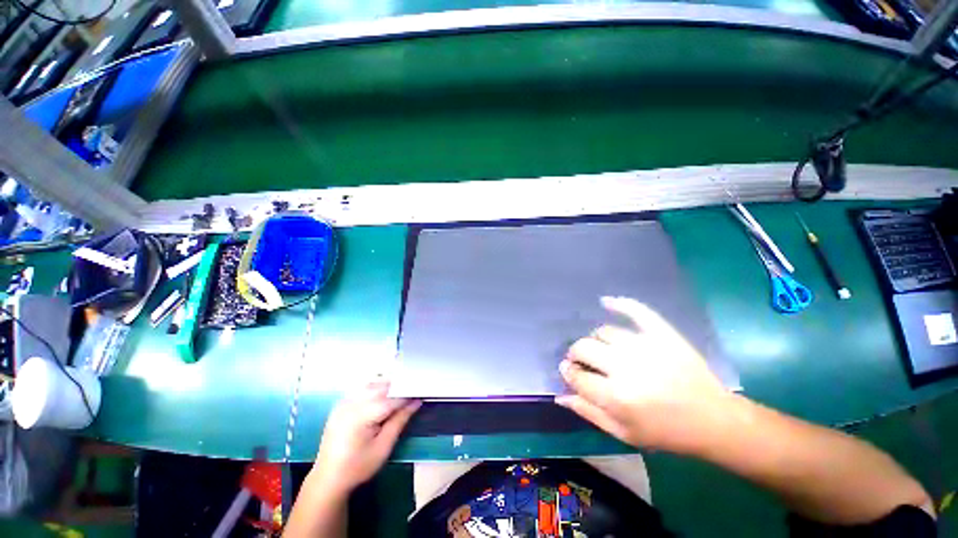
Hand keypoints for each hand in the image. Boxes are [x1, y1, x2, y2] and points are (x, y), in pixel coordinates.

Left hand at [311, 381, 420, 495]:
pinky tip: (383, 394)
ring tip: (400, 393)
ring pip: (372, 384)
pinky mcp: (341, 404)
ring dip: (388, 385)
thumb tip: (416, 401)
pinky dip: (375, 388)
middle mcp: (351, 403)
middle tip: (413, 393)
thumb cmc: (358, 466)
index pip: (391, 398)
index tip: (421, 394)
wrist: (328, 478)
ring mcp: (344, 402)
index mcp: (361, 415)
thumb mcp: (383, 447)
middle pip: (382, 387)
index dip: (408, 395)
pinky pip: (362, 389)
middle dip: (399, 387)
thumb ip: (400, 420)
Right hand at [556, 296, 732, 454]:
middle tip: (582, 360)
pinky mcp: (663, 334)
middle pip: (584, 347)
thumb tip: (560, 395)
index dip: (568, 372)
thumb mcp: (624, 433)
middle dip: (576, 354)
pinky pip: (637, 311)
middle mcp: (626, 367)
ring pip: (604, 331)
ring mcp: (645, 346)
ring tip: (603, 348)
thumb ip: (589, 413)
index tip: (569, 370)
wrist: (713, 420)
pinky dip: (620, 304)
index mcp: (616, 396)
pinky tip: (606, 301)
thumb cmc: (665, 433)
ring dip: (596, 340)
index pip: (577, 375)